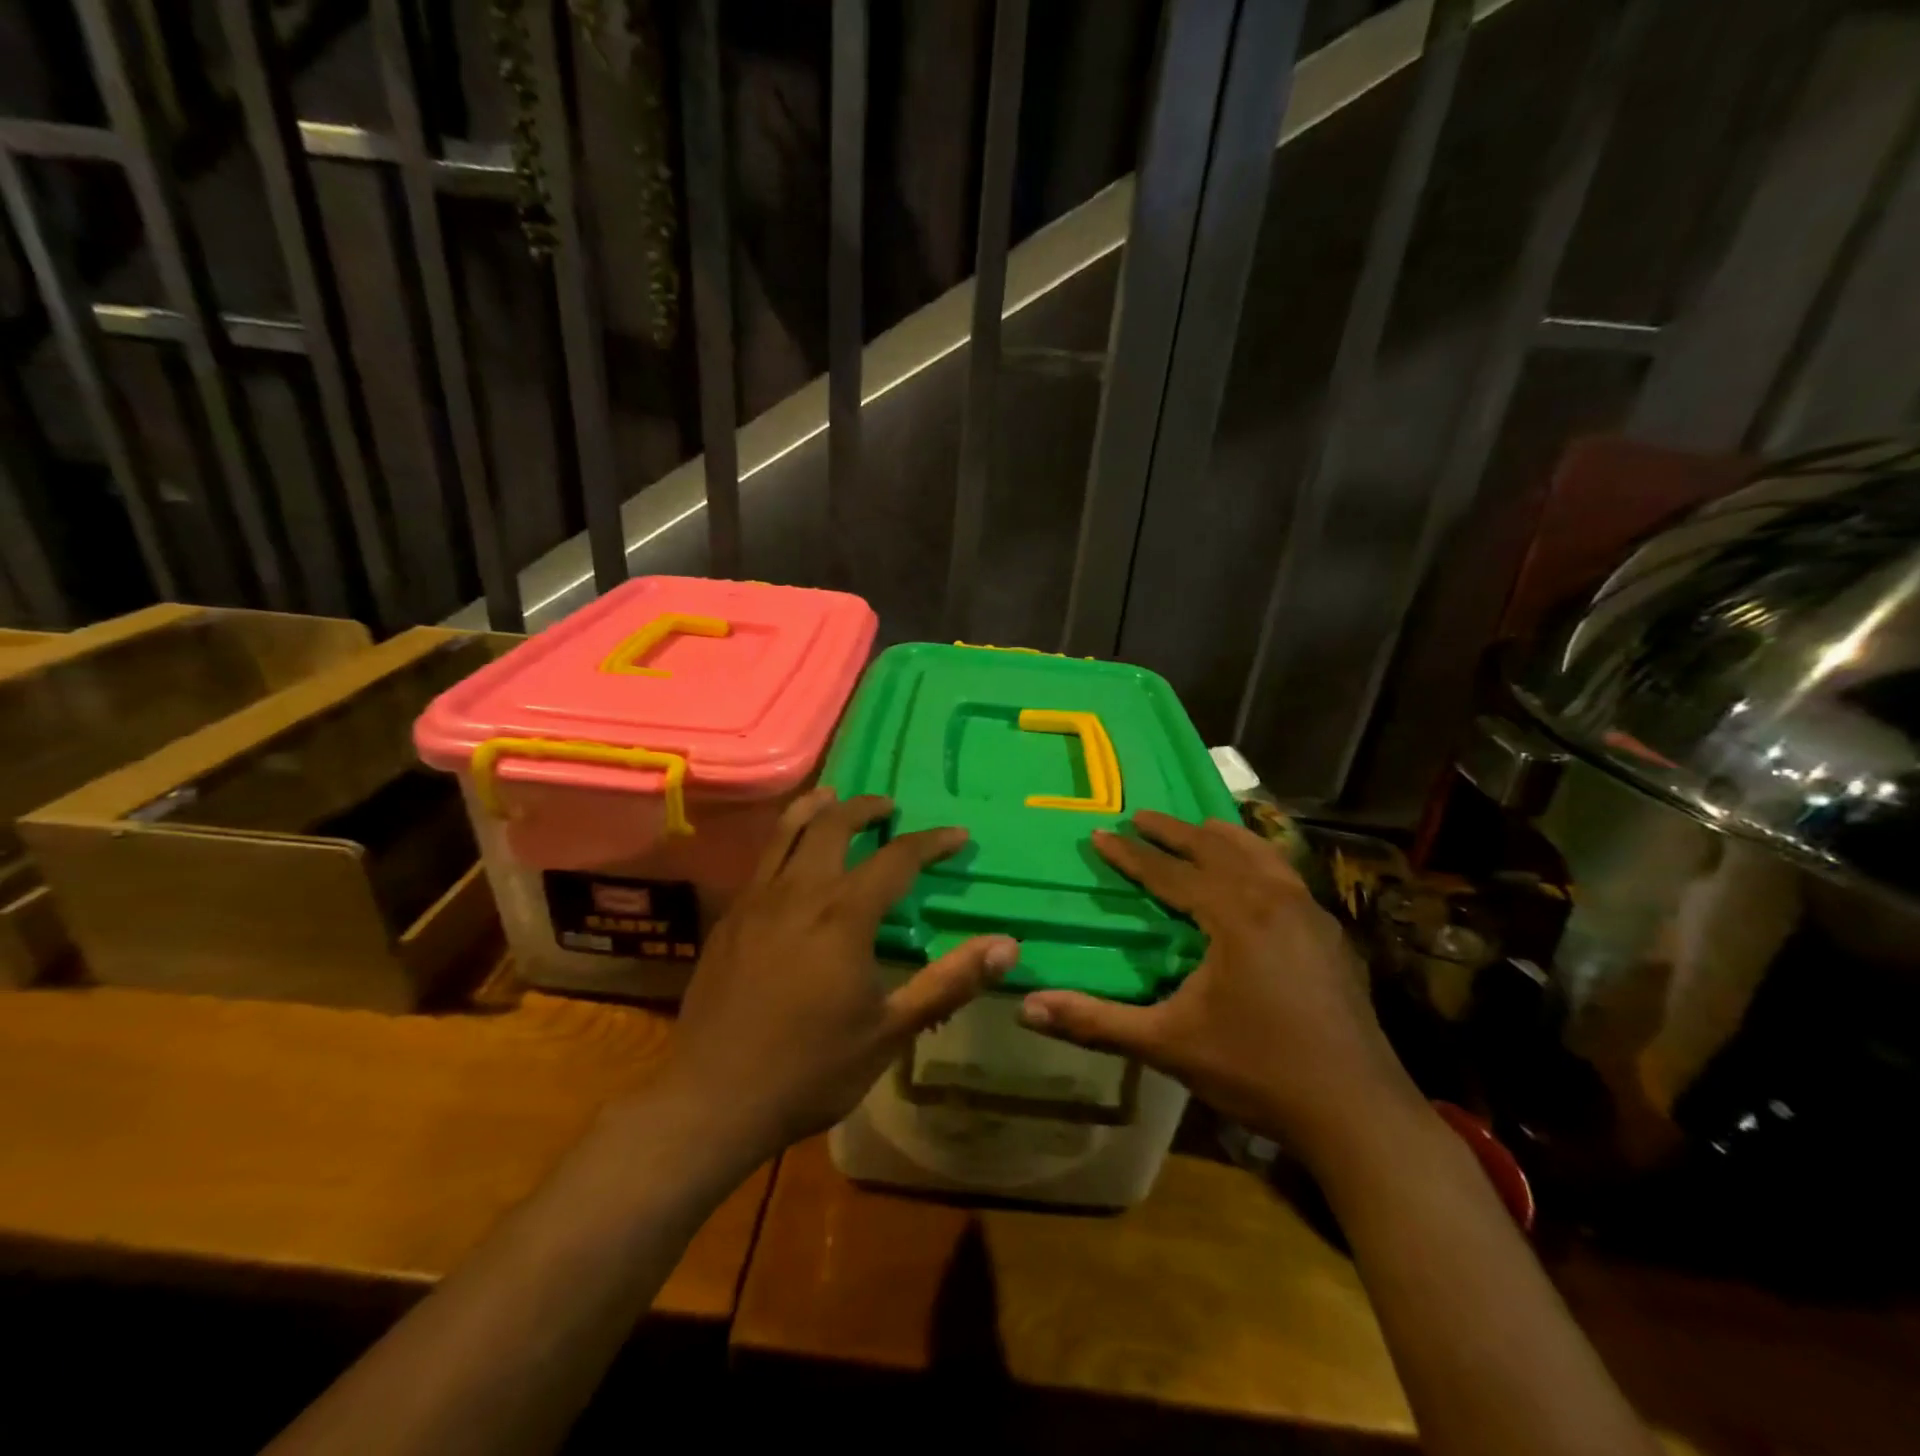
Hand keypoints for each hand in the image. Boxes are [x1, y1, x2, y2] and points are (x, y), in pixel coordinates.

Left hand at [658, 787, 1017, 1162]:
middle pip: (833, 825)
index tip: (957, 836)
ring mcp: (756, 901)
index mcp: (843, 916)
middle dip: (866, 808)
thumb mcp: (890, 1031)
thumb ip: (948, 982)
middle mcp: (799, 893)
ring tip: (833, 797)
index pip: (897, 858)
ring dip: (816, 808)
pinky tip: (790, 856)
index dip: (931, 842)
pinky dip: (783, 839)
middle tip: (888, 807)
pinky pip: (761, 860)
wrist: (712, 1099)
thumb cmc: (810, 1069)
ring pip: (787, 831)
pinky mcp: (729, 919)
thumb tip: (1008, 945)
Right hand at [1019, 810, 1419, 1160]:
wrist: (1358, 1113)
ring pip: (1260, 855)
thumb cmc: (1257, 1071)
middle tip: (1140, 816)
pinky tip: (1257, 877)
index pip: (1169, 873)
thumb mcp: (1168, 1045)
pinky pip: (1286, 876)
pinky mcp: (1331, 936)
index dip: (1130, 855)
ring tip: (1198, 828)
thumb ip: (1096, 1022)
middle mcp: (1274, 899)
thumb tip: (1027, 1009)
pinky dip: (1259, 860)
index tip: (1100, 833)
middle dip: (1174, 831)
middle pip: (1216, 849)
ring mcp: (1310, 914)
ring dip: (1223, 838)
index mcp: (1234, 915)